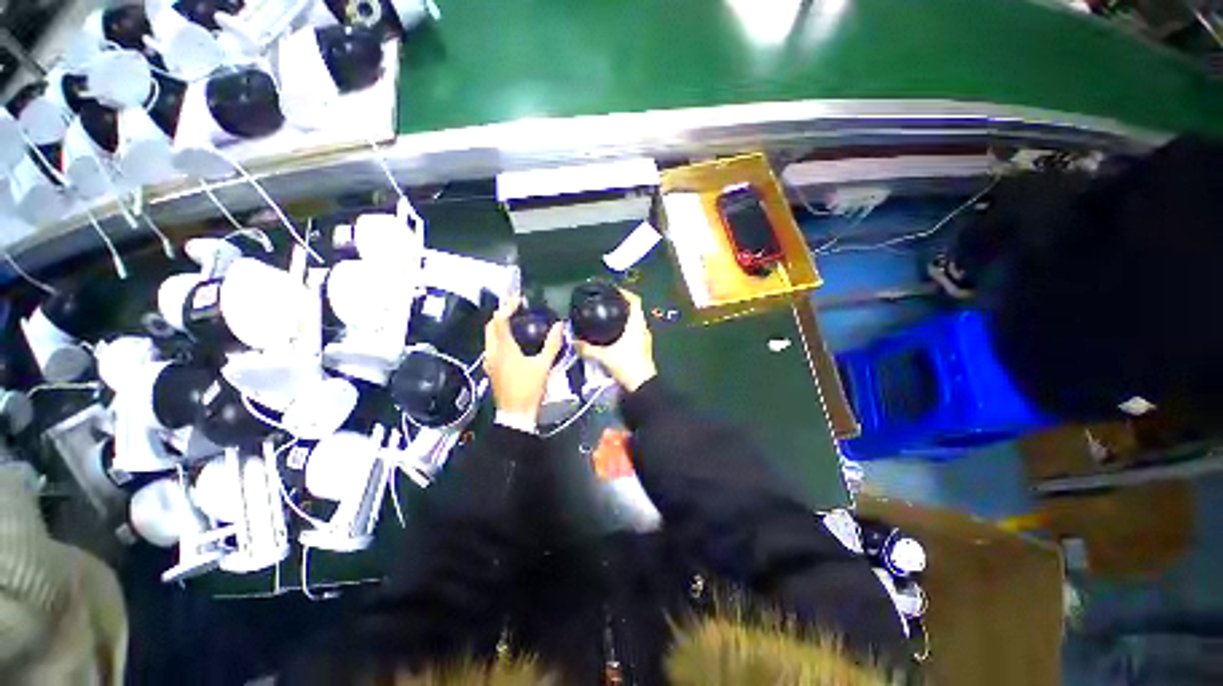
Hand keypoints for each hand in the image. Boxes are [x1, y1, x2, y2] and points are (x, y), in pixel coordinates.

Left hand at [483, 296, 563, 422]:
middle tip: (514, 307)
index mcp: (504, 349)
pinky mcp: (491, 369)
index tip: (517, 300)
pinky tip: (509, 341)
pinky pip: (491, 346)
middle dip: (500, 313)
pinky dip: (498, 337)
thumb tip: (559, 326)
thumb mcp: (544, 365)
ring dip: (497, 325)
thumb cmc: (530, 389)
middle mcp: (492, 352)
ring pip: (488, 337)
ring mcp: (489, 361)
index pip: (499, 321)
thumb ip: (552, 344)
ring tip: (512, 320)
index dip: (506, 307)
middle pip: (490, 326)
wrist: (516, 414)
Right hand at [576, 288, 656, 391]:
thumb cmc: (627, 366)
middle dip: (623, 304)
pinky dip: (627, 327)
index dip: (626, 292)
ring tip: (610, 315)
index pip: (635, 301)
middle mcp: (643, 328)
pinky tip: (616, 332)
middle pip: (636, 310)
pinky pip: (636, 330)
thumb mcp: (604, 357)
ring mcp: (645, 338)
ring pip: (636, 321)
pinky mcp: (644, 347)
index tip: (614, 289)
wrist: (643, 385)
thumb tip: (574, 342)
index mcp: (636, 325)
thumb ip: (588, 349)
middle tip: (608, 302)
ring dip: (626, 316)